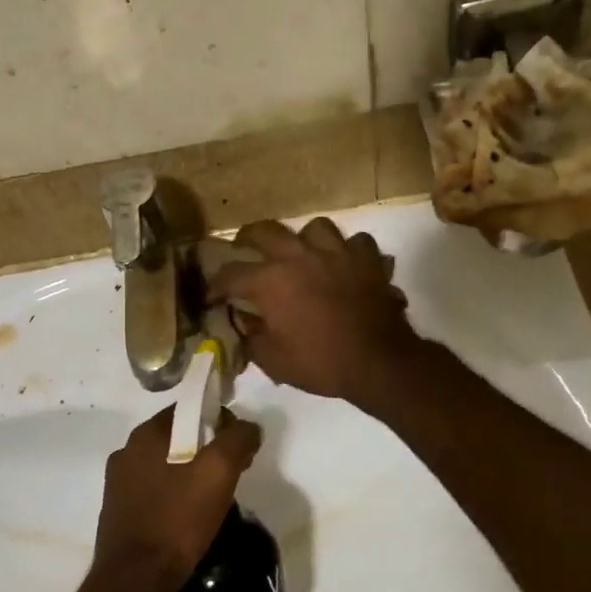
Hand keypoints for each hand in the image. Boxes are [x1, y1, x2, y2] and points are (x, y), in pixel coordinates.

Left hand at [94, 407, 261, 591]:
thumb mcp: (219, 472)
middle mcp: (126, 451)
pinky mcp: (118, 510)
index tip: (239, 449)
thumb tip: (247, 427)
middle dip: (209, 450)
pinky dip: (175, 495)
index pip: (190, 409)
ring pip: (167, 464)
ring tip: (213, 500)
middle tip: (232, 476)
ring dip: (191, 474)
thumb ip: (238, 439)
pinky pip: (155, 490)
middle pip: (179, 437)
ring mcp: (118, 482)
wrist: (135, 580)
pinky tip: (188, 517)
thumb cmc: (177, 519)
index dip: (220, 422)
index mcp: (146, 434)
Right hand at [207, 218, 421, 405]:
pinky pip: (356, 243)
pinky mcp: (368, 259)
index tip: (211, 297)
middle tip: (245, 249)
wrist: (379, 362)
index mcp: (271, 281)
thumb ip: (251, 336)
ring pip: (315, 228)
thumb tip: (243, 320)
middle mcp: (300, 256)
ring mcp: (337, 252)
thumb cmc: (321, 363)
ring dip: (305, 240)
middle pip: (265, 230)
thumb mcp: (274, 360)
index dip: (215, 286)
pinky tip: (345, 264)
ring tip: (304, 254)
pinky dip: (349, 251)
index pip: (231, 274)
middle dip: (248, 238)